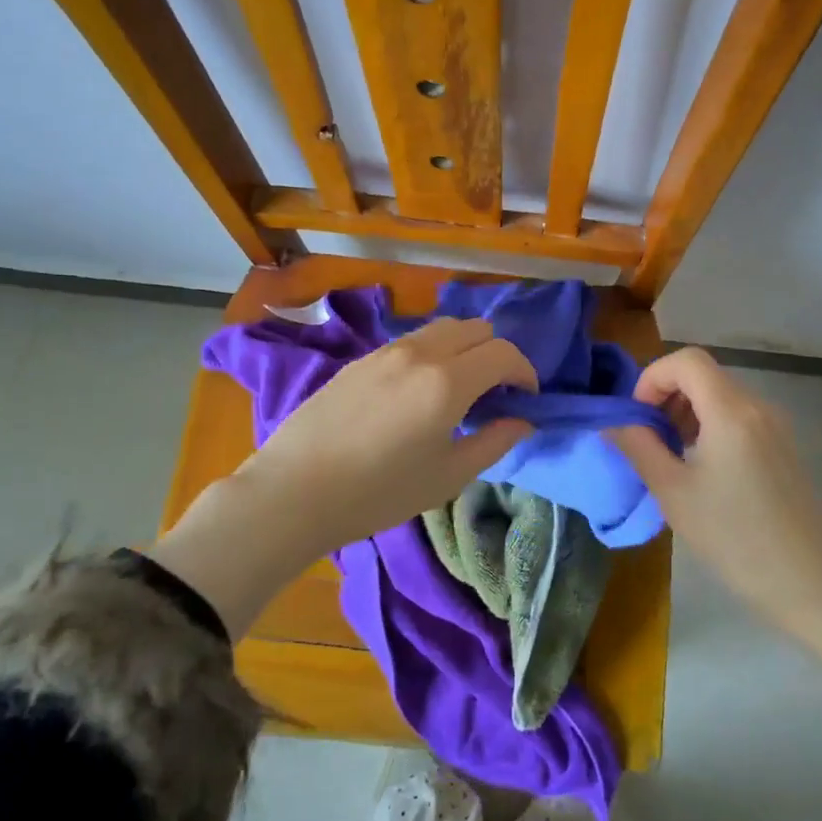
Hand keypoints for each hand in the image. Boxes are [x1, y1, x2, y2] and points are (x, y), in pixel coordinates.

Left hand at [150, 319, 536, 636]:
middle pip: (476, 329)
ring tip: (459, 388)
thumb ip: (494, 442)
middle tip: (494, 393)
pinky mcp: (362, 358)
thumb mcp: (447, 476)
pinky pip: (412, 340)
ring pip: (443, 328)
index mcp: (448, 381)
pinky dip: (433, 352)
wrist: (295, 491)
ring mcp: (387, 350)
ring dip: (464, 348)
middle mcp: (421, 353)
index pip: (503, 353)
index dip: (525, 372)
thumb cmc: (379, 492)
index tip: (526, 398)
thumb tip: (523, 421)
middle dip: (497, 355)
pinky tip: (419, 390)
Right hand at [608, 347, 821, 623]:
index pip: (686, 360)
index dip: (653, 378)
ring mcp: (776, 426)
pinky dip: (710, 426)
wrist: (809, 583)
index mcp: (731, 411)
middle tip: (649, 440)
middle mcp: (758, 406)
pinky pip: (739, 416)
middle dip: (667, 396)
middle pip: (703, 375)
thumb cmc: (734, 538)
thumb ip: (638, 446)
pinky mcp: (783, 446)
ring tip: (671, 457)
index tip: (638, 417)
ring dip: (687, 412)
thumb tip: (613, 422)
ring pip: (720, 395)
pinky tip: (702, 469)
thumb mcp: (673, 492)